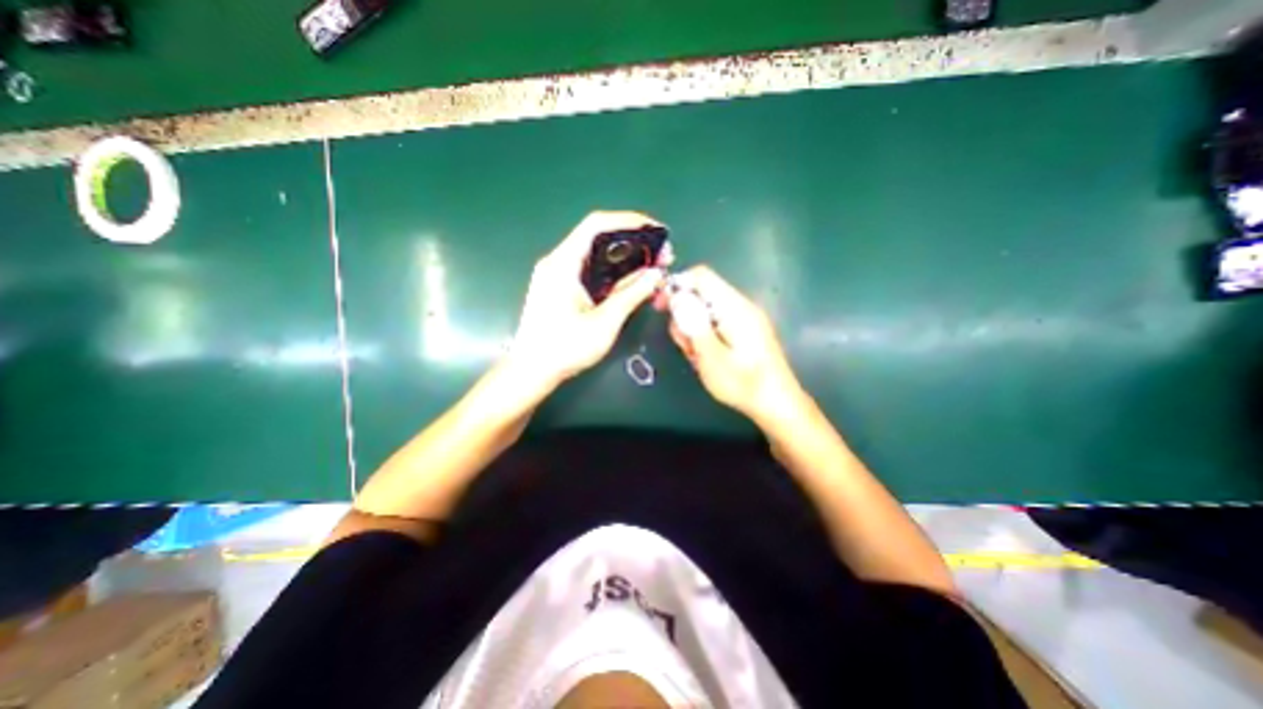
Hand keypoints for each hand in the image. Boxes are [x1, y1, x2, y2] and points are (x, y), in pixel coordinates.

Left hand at [510, 210, 669, 388]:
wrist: (532, 371)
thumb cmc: (565, 348)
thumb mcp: (604, 323)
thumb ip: (631, 295)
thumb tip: (656, 274)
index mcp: (563, 264)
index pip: (597, 225)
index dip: (630, 221)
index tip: (657, 231)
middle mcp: (559, 262)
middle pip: (600, 238)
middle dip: (634, 243)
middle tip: (662, 257)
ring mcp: (559, 275)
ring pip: (598, 256)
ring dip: (627, 259)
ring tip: (654, 269)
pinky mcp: (562, 287)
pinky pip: (592, 270)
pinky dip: (615, 273)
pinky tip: (633, 282)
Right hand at [664, 262, 801, 419]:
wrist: (777, 403)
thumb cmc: (743, 383)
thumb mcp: (711, 357)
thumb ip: (693, 325)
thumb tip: (677, 296)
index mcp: (734, 307)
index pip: (701, 276)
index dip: (677, 285)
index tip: (661, 307)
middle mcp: (741, 306)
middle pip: (702, 294)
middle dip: (685, 317)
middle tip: (687, 347)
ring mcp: (745, 317)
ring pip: (707, 311)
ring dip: (694, 331)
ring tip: (699, 357)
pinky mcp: (745, 329)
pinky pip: (717, 323)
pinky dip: (706, 337)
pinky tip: (709, 358)